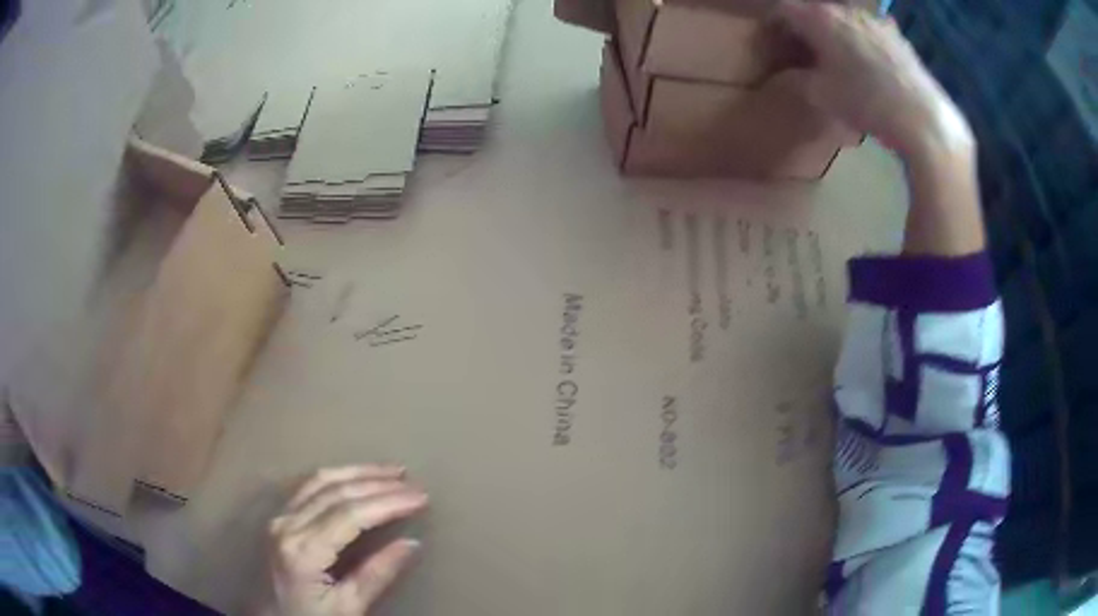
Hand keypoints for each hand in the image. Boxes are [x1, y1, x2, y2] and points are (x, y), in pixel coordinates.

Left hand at [254, 465, 428, 615]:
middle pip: (335, 492)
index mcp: (303, 550)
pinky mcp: (279, 518)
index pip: (350, 515)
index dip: (387, 502)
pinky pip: (308, 487)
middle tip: (413, 483)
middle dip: (378, 484)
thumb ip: (377, 575)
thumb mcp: (347, 608)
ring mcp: (280, 518)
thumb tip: (411, 543)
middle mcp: (287, 525)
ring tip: (392, 472)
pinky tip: (356, 477)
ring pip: (320, 481)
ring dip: (358, 473)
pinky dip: (337, 477)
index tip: (420, 497)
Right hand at [776, 2, 972, 159]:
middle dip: (807, 28)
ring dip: (836, 33)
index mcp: (820, 18)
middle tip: (805, 52)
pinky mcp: (898, 36)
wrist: (922, 119)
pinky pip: (872, 31)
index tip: (774, 44)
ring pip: (845, 20)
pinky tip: (870, 62)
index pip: (785, 10)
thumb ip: (798, 79)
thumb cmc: (866, 103)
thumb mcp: (821, 96)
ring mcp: (875, 21)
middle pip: (816, 11)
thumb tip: (788, 73)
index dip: (775, 25)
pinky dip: (864, 41)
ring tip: (840, 58)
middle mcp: (846, 10)